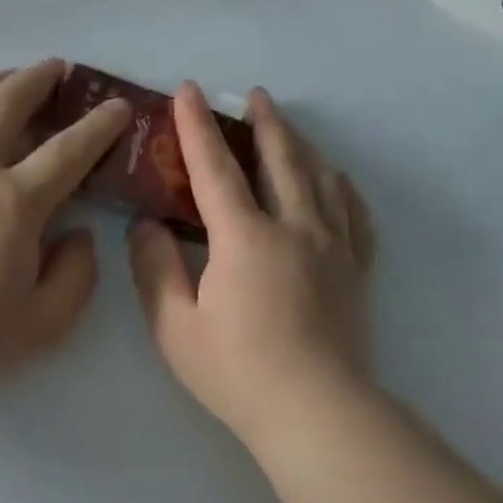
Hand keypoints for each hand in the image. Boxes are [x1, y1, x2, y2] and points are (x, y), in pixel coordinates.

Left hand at [0, 61, 131, 386]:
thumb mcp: (43, 322)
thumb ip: (76, 275)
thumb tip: (79, 234)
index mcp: (16, 202)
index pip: (68, 151)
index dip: (99, 126)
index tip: (117, 107)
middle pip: (6, 104)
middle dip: (37, 79)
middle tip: (55, 69)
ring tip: (1, 77)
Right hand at [127, 85, 373, 447]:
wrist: (316, 412)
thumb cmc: (236, 370)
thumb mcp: (174, 325)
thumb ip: (154, 268)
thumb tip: (146, 226)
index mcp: (244, 237)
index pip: (215, 168)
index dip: (197, 127)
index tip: (187, 91)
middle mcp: (294, 227)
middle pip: (280, 159)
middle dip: (263, 122)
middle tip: (252, 96)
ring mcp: (333, 246)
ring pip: (320, 178)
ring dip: (300, 145)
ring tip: (287, 128)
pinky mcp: (356, 270)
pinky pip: (354, 213)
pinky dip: (342, 187)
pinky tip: (336, 180)